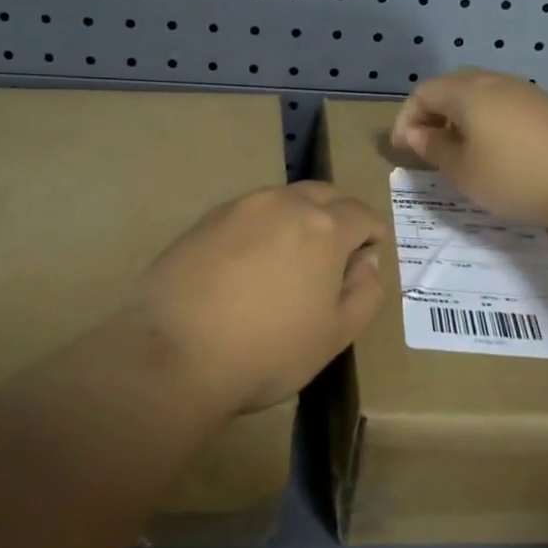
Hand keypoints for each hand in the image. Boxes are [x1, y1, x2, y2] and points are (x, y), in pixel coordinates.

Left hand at [128, 182, 386, 414]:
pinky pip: (247, 213)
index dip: (372, 232)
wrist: (175, 353)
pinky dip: (260, 228)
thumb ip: (364, 294)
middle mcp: (282, 203)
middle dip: (337, 215)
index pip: (361, 212)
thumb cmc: (267, 350)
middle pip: (323, 194)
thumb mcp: (335, 335)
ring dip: (297, 218)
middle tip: (334, 252)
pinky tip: (248, 264)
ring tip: (289, 258)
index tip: (369, 252)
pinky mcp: (204, 220)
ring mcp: (239, 207)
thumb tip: (366, 263)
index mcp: (323, 227)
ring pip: (282, 200)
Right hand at [389, 68, 547, 225]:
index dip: (406, 118)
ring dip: (459, 115)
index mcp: (467, 93)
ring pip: (479, 93)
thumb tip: (415, 133)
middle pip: (451, 86)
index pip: (423, 93)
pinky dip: (484, 118)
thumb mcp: (463, 171)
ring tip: (457, 148)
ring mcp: (523, 90)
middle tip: (426, 144)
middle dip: (432, 112)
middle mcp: (493, 81)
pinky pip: (502, 103)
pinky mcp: (544, 105)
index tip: (401, 149)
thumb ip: (434, 148)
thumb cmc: (513, 177)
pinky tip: (492, 147)